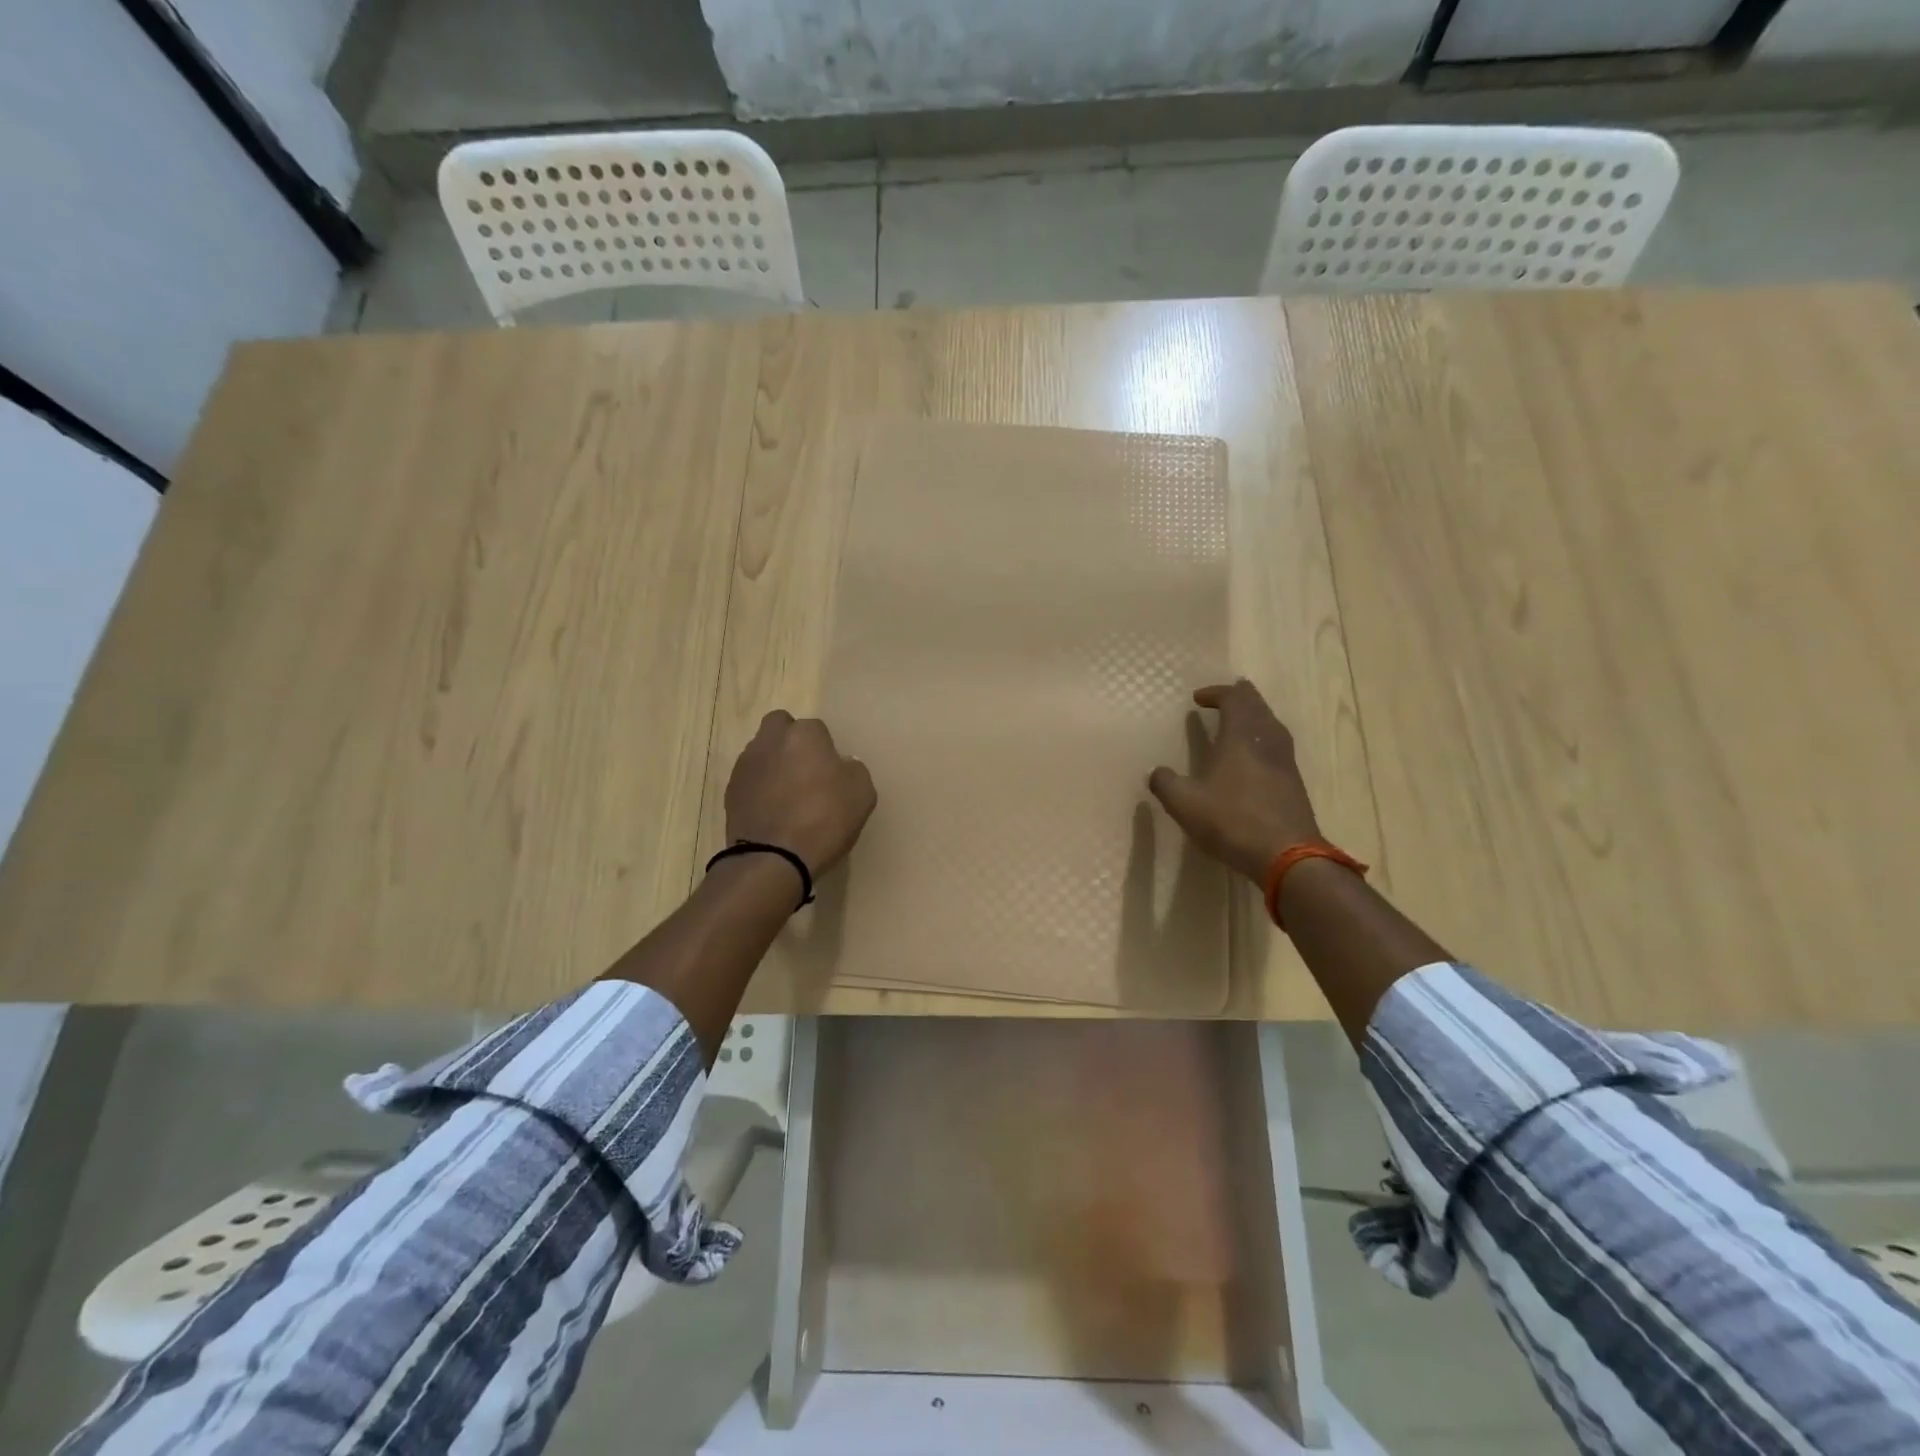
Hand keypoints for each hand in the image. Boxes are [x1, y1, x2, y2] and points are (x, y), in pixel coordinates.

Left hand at [724, 711, 876, 877]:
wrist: (773, 858)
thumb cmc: (824, 820)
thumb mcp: (862, 795)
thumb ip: (854, 770)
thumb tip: (842, 765)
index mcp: (804, 735)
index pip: (816, 728)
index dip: (824, 747)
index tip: (831, 771)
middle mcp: (770, 741)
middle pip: (779, 726)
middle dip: (790, 741)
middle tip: (806, 770)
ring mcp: (746, 765)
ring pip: (761, 751)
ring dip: (773, 764)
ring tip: (787, 795)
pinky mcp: (730, 791)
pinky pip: (749, 779)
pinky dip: (759, 788)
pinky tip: (772, 812)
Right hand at [1148, 680, 1321, 883]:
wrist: (1288, 856)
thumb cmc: (1232, 821)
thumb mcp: (1185, 804)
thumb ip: (1166, 784)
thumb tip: (1156, 772)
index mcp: (1241, 737)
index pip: (1234, 699)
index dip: (1217, 693)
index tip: (1198, 698)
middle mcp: (1267, 742)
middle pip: (1258, 707)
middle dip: (1241, 698)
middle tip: (1226, 697)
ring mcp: (1285, 763)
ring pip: (1272, 726)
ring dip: (1255, 717)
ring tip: (1241, 721)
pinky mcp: (1294, 784)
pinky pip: (1278, 748)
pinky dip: (1264, 740)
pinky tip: (1255, 757)